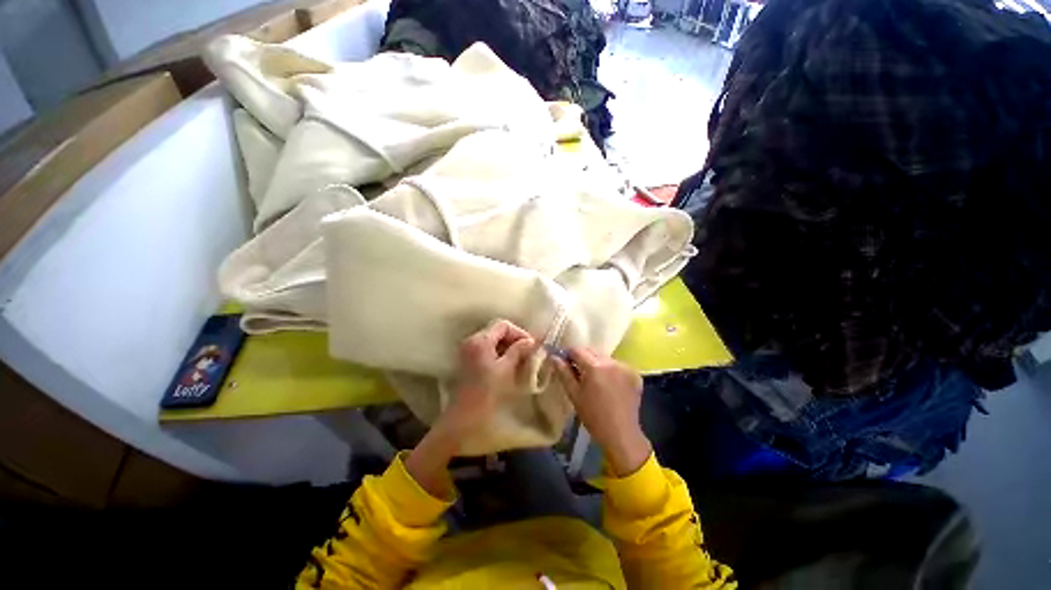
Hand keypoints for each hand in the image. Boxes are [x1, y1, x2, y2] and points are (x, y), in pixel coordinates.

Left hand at [442, 319, 536, 435]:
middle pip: (497, 331)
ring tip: (522, 361)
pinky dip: (500, 355)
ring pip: (493, 342)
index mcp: (480, 341)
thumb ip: (519, 352)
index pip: (503, 325)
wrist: (462, 423)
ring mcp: (468, 353)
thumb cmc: (486, 395)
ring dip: (508, 348)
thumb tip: (531, 341)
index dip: (520, 333)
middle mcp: (471, 342)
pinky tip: (509, 368)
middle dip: (515, 340)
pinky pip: (488, 352)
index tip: (532, 347)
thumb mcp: (506, 371)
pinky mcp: (468, 364)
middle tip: (529, 354)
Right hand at [552, 348, 651, 476]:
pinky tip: (609, 384)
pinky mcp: (634, 374)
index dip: (568, 354)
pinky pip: (618, 365)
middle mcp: (611, 362)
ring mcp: (625, 367)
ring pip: (605, 358)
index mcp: (594, 366)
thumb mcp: (574, 394)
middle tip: (578, 372)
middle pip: (592, 352)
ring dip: (598, 363)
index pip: (577, 350)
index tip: (565, 362)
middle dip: (583, 358)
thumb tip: (554, 356)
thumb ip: (563, 372)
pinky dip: (611, 370)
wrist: (620, 434)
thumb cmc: (592, 415)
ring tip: (595, 380)